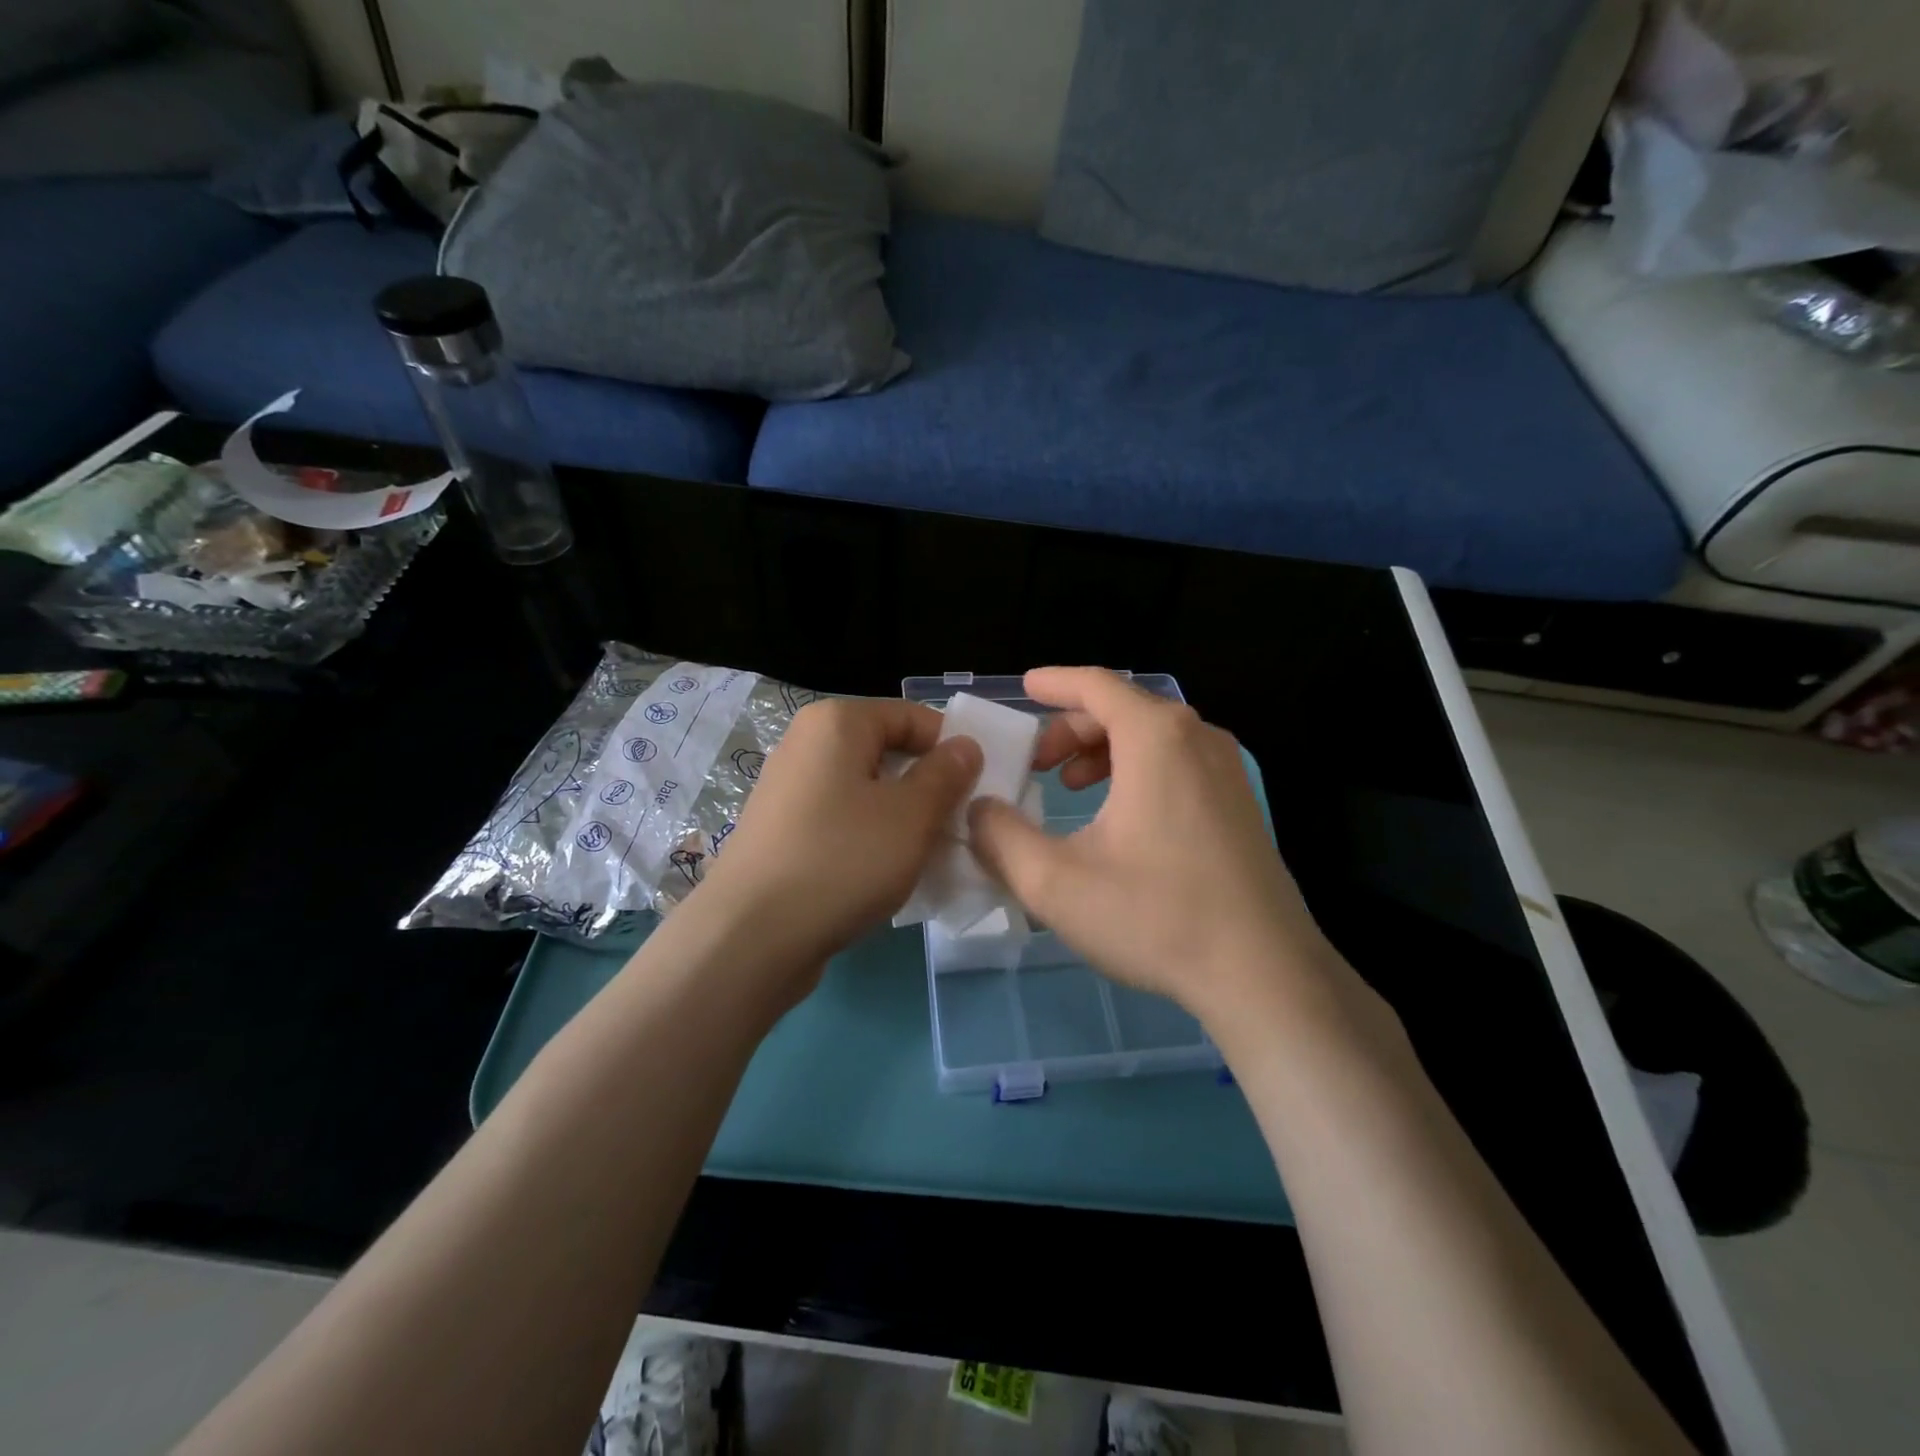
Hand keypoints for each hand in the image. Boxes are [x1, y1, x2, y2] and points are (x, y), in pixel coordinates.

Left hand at [696, 697, 982, 984]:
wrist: (750, 936)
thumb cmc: (843, 860)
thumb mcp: (911, 816)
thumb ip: (946, 775)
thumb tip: (964, 747)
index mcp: (837, 722)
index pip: (913, 716)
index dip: (951, 748)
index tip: (980, 790)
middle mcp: (806, 743)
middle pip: (887, 752)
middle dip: (927, 787)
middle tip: (958, 826)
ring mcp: (788, 788)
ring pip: (865, 790)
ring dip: (902, 817)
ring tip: (928, 854)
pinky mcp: (781, 830)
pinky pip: (841, 819)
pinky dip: (869, 837)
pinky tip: (886, 873)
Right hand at [969, 668, 1334, 1023]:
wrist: (1263, 973)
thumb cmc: (1156, 916)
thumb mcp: (1054, 881)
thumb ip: (1000, 837)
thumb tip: (978, 811)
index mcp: (1155, 738)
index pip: (1096, 685)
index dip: (1054, 683)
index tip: (1024, 688)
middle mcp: (1197, 738)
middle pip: (1123, 709)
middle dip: (1071, 729)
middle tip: (1037, 764)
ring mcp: (1228, 770)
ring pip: (1152, 736)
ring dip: (1103, 750)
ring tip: (1072, 787)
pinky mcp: (1240, 804)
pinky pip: (1178, 762)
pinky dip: (1137, 769)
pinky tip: (1119, 816)